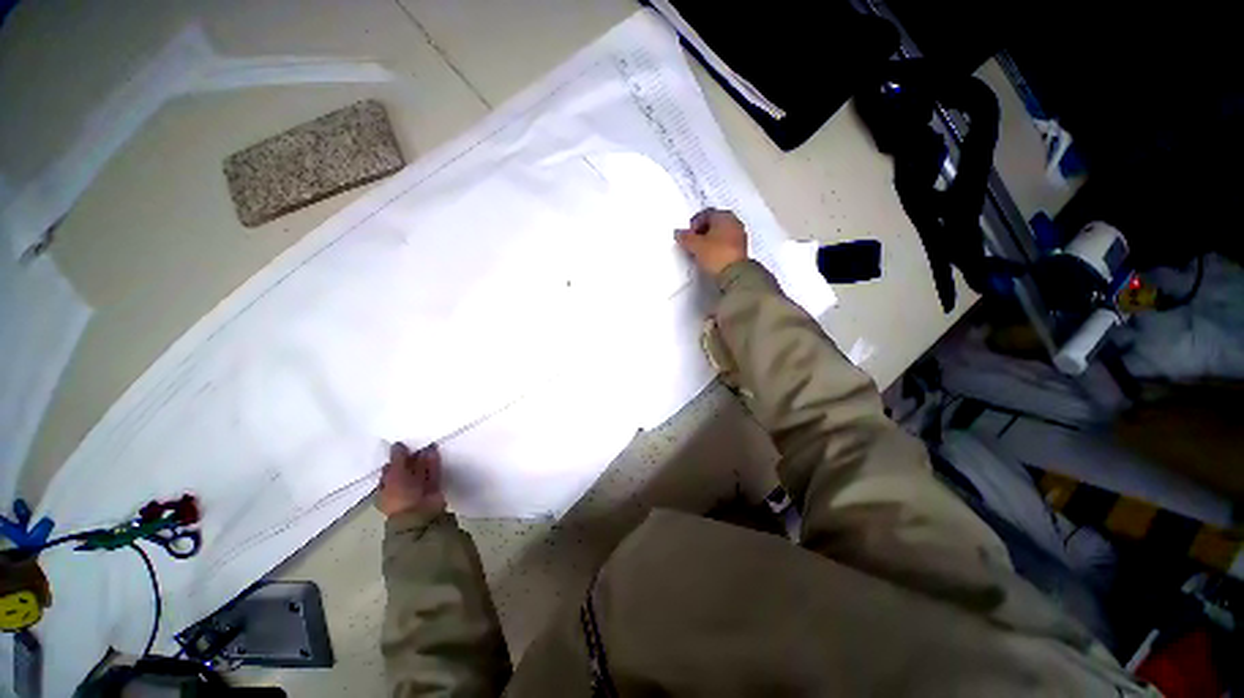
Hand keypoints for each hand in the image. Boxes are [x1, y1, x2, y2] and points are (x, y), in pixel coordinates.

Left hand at [378, 442, 446, 516]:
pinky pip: (432, 472)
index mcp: (385, 489)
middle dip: (410, 458)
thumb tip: (397, 445)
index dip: (394, 459)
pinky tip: (433, 450)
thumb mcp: (394, 475)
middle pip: (405, 470)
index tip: (401, 446)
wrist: (420, 513)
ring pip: (419, 470)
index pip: (389, 472)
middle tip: (415, 444)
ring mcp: (417, 489)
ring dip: (423, 458)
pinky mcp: (432, 487)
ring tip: (427, 444)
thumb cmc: (400, 496)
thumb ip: (397, 459)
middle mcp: (400, 489)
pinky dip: (433, 461)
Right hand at [675, 208, 748, 276]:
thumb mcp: (695, 245)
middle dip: (702, 231)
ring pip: (721, 233)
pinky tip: (711, 257)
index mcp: (724, 215)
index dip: (694, 223)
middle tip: (693, 241)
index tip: (688, 234)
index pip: (706, 213)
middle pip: (714, 223)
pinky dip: (717, 248)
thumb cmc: (717, 254)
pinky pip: (726, 244)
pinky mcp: (741, 250)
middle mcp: (734, 222)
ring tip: (700, 251)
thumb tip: (680, 234)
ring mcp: (740, 236)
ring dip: (710, 240)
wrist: (734, 274)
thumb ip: (685, 237)